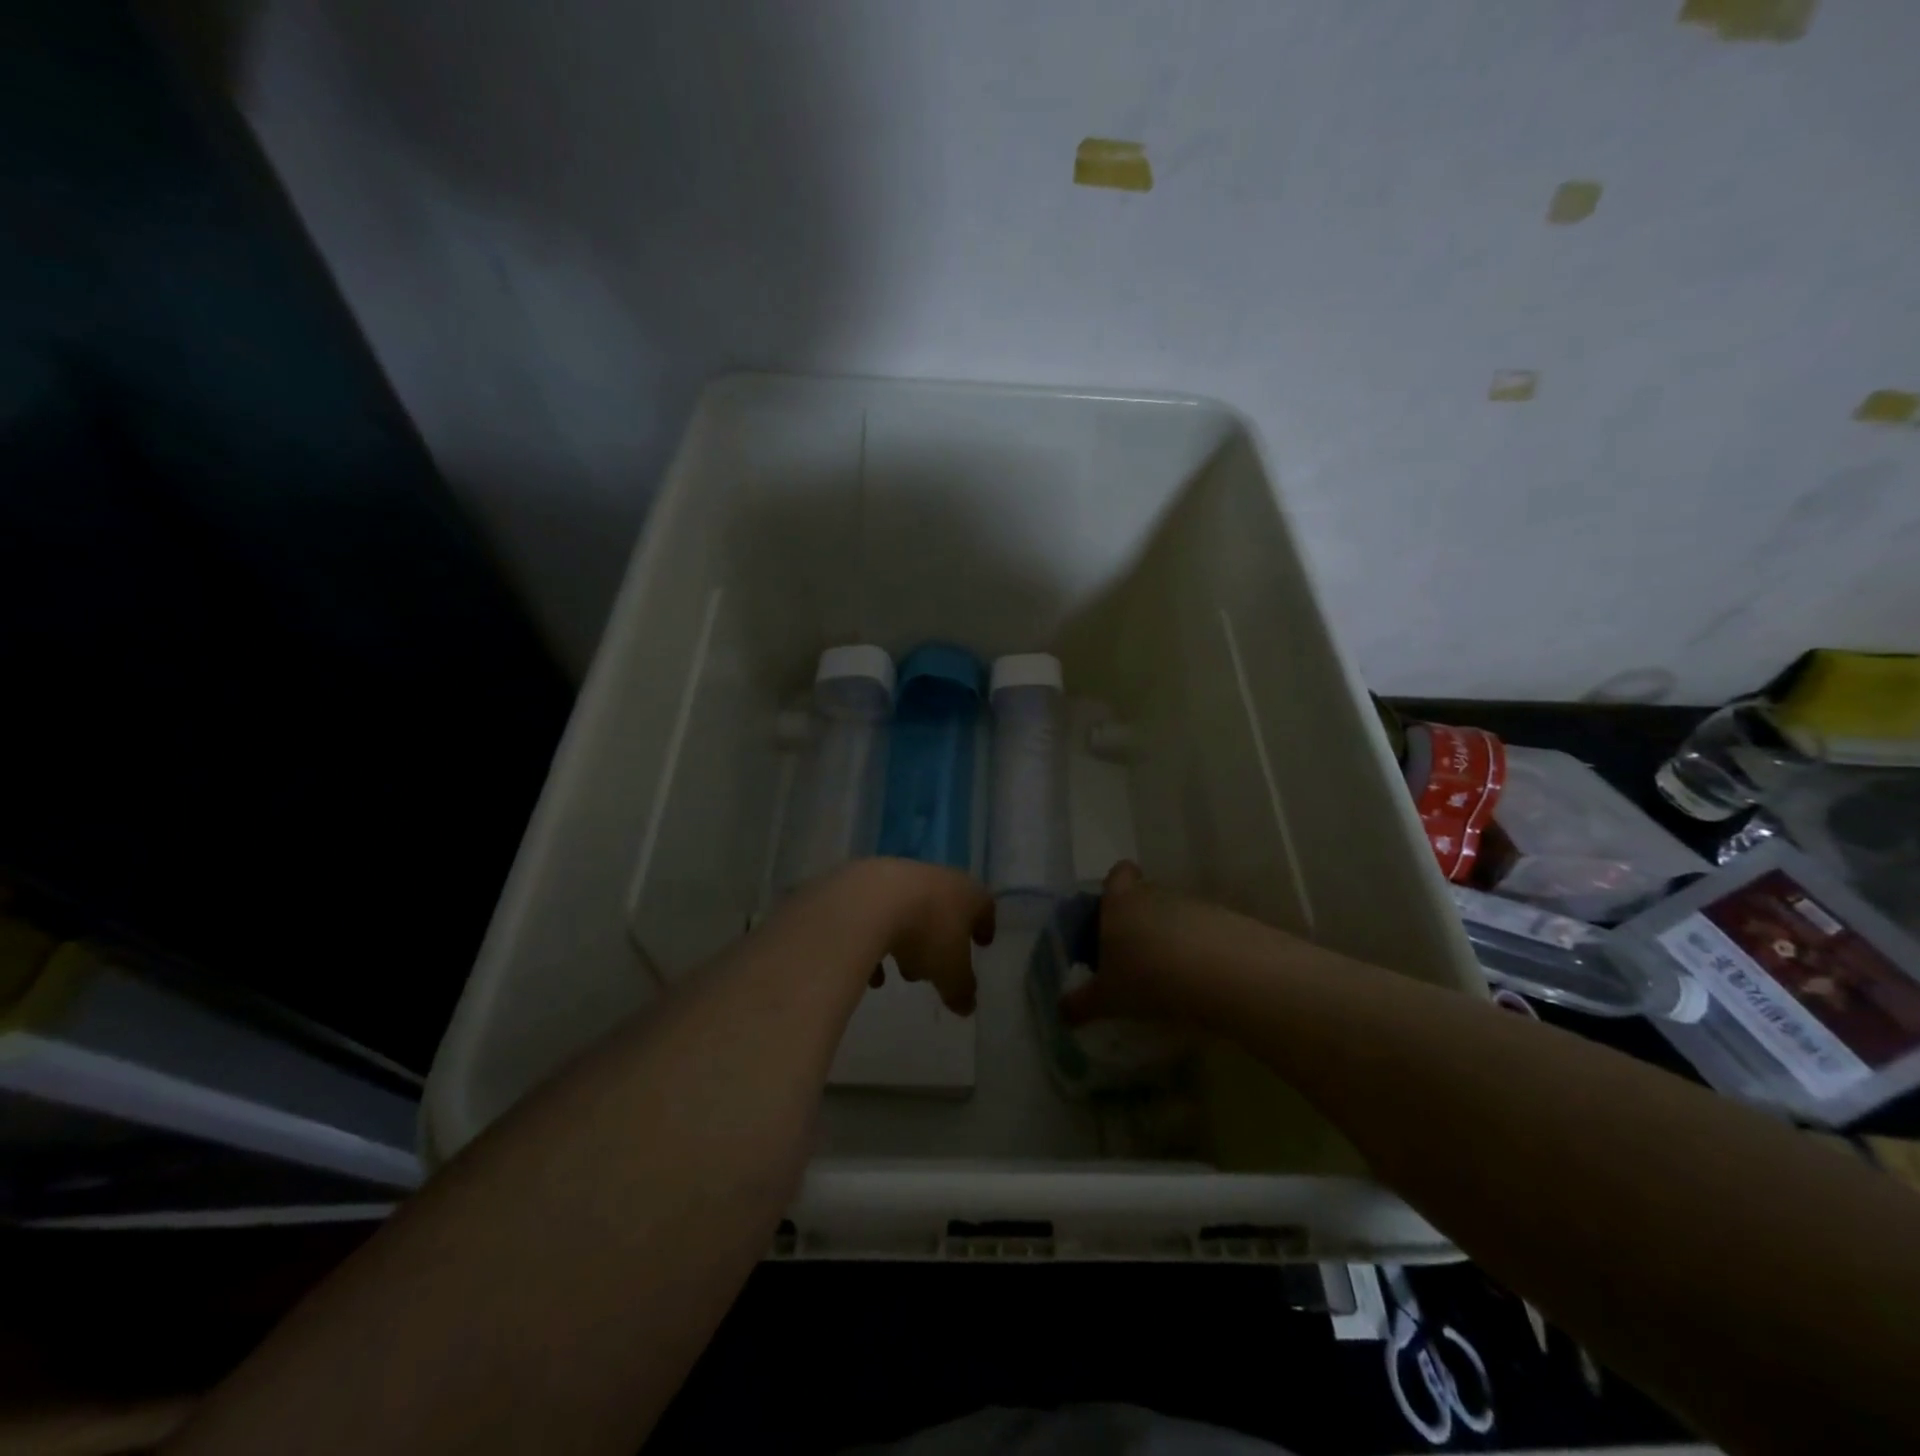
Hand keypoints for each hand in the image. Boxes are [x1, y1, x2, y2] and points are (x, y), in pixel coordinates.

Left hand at [841, 858, 994, 1015]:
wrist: (869, 901)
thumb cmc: (927, 932)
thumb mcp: (951, 972)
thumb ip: (961, 990)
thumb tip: (967, 1006)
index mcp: (967, 894)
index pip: (984, 907)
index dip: (985, 926)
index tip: (982, 943)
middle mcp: (938, 879)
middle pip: (944, 909)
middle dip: (940, 940)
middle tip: (935, 967)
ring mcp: (900, 876)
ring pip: (910, 911)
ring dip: (907, 940)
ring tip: (900, 971)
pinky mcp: (867, 882)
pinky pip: (877, 915)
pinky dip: (876, 940)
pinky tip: (871, 972)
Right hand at [1060, 861, 1236, 1026]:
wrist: (1221, 973)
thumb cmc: (1148, 977)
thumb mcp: (1107, 998)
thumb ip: (1081, 1004)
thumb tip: (1060, 1013)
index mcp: (1119, 902)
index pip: (1118, 875)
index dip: (1116, 886)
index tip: (1113, 911)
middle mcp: (1154, 894)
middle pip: (1145, 896)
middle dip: (1139, 920)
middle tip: (1134, 957)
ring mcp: (1192, 904)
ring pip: (1174, 914)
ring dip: (1170, 937)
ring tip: (1168, 975)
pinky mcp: (1224, 921)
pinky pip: (1204, 931)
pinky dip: (1199, 949)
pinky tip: (1198, 980)